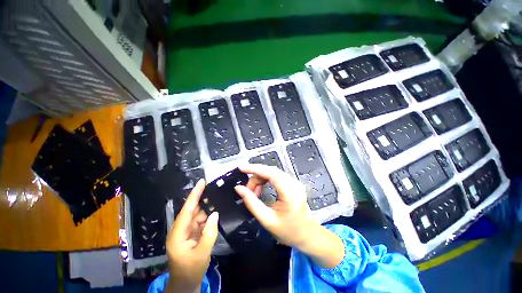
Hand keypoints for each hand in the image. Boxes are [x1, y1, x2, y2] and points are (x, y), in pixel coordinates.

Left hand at [166, 179, 218, 292]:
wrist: (185, 283)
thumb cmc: (190, 270)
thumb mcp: (202, 254)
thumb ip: (209, 233)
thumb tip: (215, 214)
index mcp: (178, 234)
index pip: (187, 210)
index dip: (194, 195)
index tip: (201, 182)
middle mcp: (181, 229)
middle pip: (193, 210)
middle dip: (203, 198)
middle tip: (215, 187)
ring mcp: (186, 231)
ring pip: (198, 214)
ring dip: (207, 207)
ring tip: (219, 197)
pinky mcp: (192, 233)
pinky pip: (201, 221)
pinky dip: (208, 216)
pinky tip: (216, 211)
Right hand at [235, 164, 344, 268]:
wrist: (308, 235)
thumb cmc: (289, 231)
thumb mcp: (267, 220)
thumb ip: (251, 203)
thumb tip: (238, 189)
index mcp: (289, 192)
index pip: (270, 173)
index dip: (254, 168)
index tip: (241, 168)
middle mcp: (293, 183)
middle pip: (270, 171)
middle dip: (255, 177)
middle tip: (247, 190)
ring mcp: (294, 182)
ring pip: (272, 173)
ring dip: (260, 179)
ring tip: (253, 193)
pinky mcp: (293, 183)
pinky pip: (276, 177)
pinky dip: (265, 181)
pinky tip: (261, 190)